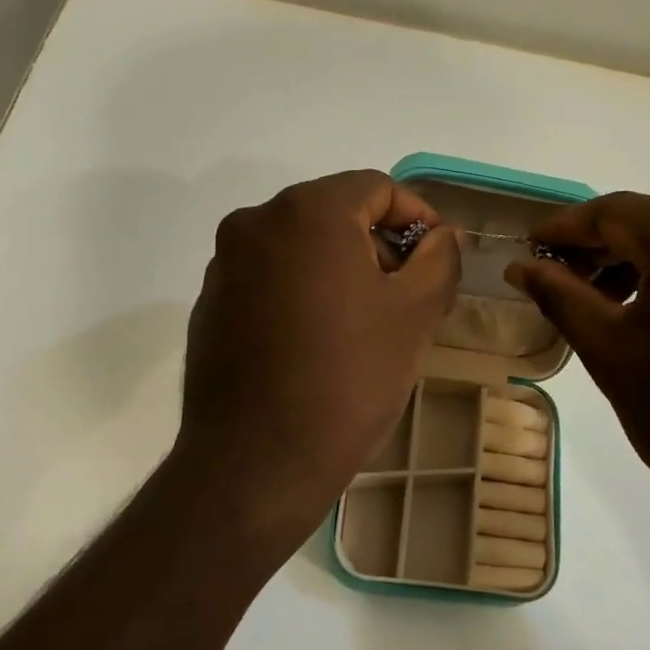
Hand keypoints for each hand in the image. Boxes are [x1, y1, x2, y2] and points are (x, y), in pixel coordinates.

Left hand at [175, 170, 459, 555]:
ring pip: (300, 247)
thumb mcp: (415, 314)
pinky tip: (319, 343)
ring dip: (340, 270)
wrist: (257, 462)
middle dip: (379, 246)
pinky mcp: (210, 304)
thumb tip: (439, 237)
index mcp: (307, 211)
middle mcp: (255, 222)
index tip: (437, 259)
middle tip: (409, 296)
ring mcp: (224, 264)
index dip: (417, 217)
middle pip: (335, 213)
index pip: (376, 187)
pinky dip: (302, 292)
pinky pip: (269, 279)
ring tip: (367, 324)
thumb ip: (438, 258)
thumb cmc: (348, 379)